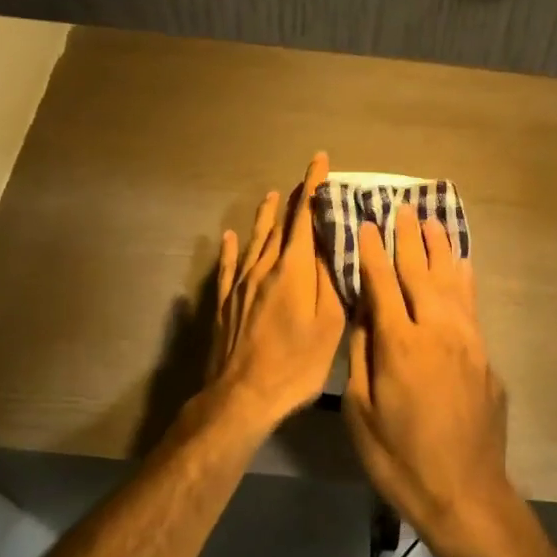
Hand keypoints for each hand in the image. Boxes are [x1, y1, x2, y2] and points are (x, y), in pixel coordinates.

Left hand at [201, 152, 346, 433]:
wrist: (243, 395)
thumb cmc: (296, 362)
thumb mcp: (328, 323)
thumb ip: (329, 278)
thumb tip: (329, 241)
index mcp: (293, 269)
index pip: (305, 217)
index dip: (312, 186)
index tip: (319, 161)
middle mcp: (265, 267)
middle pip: (280, 225)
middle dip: (294, 200)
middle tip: (303, 181)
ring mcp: (241, 284)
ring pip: (255, 240)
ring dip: (265, 217)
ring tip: (271, 196)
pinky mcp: (226, 302)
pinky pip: (228, 267)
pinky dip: (231, 249)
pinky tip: (228, 238)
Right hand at [343, 216, 515, 551]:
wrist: (465, 492)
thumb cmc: (400, 458)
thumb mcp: (360, 412)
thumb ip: (361, 356)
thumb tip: (364, 315)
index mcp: (400, 344)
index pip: (382, 283)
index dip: (373, 251)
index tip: (367, 222)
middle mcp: (437, 331)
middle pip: (420, 272)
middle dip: (408, 238)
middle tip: (401, 207)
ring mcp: (467, 341)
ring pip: (451, 281)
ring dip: (439, 249)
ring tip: (431, 221)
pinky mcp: (485, 356)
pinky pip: (471, 304)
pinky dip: (463, 278)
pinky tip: (461, 264)